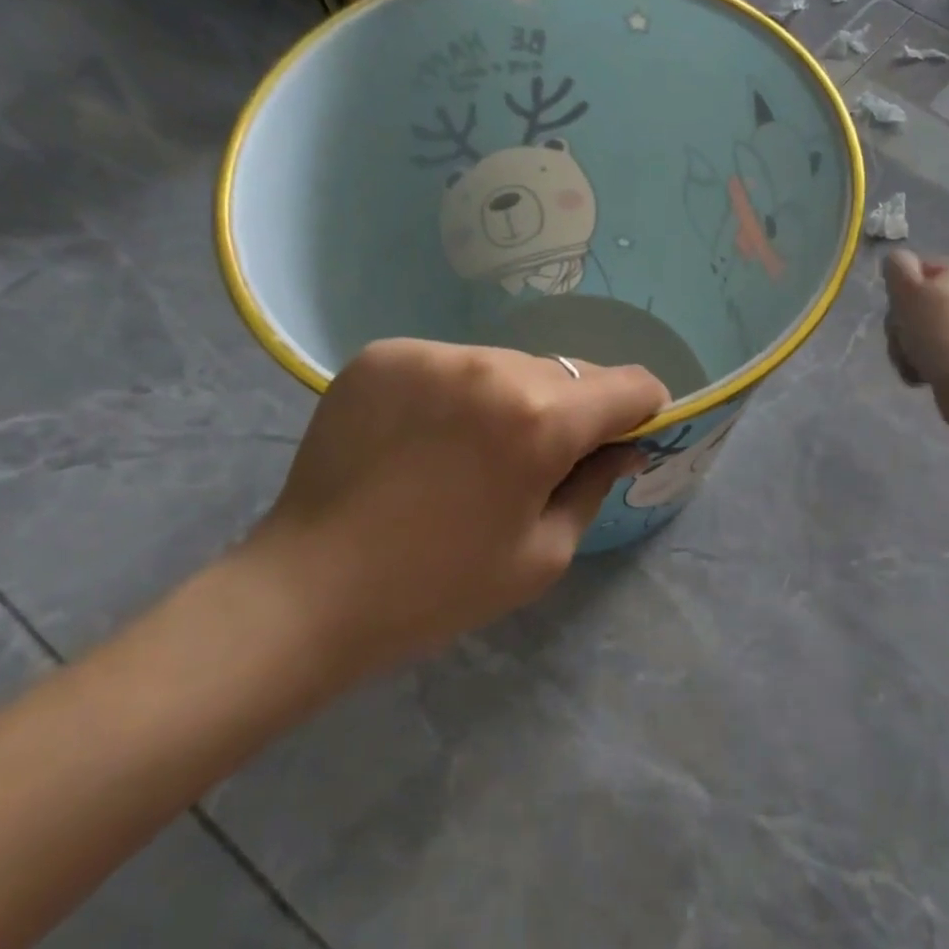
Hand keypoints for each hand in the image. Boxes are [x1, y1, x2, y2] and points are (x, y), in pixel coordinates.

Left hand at [237, 341, 668, 682]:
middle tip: (540, 460)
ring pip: (510, 363)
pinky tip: (429, 437)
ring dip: (515, 398)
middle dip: (574, 410)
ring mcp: (432, 354)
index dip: (642, 411)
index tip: (624, 439)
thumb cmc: (439, 588)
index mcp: (540, 420)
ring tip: (475, 450)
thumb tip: (624, 444)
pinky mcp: (384, 355)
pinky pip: (453, 363)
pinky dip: (459, 393)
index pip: (630, 384)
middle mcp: (491, 367)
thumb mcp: (544, 553)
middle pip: (570, 371)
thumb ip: (595, 483)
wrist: (306, 593)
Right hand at [882, 250, 948, 393]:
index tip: (897, 309)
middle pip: (913, 303)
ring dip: (904, 347)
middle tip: (902, 339)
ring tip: (910, 361)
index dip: (898, 290)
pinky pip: (930, 353)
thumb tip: (897, 263)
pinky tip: (919, 374)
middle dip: (899, 326)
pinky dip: (919, 363)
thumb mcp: (907, 287)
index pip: (914, 270)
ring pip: (917, 331)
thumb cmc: (936, 328)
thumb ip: (896, 265)